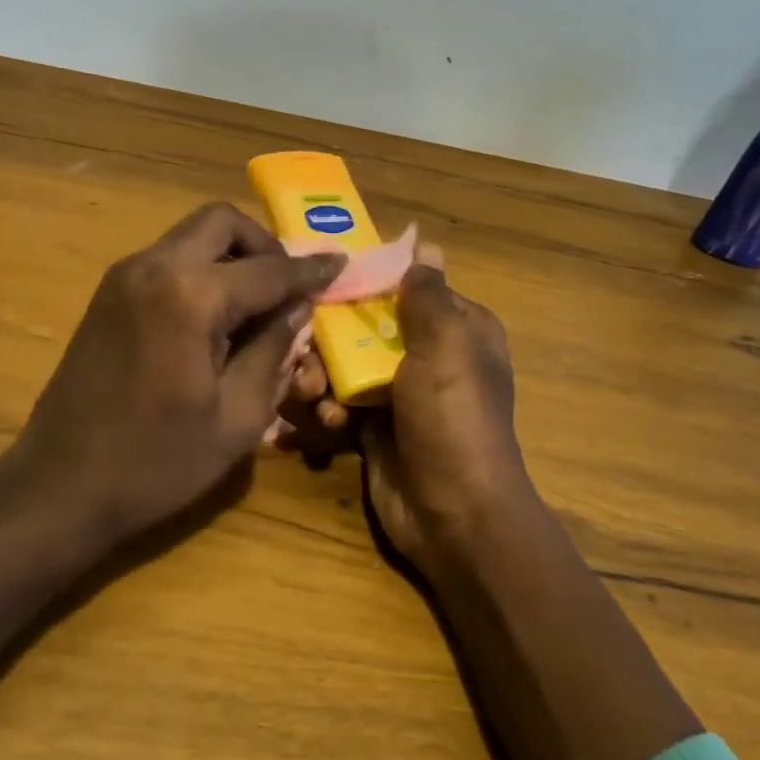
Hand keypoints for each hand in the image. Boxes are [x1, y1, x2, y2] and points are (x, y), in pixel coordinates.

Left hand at [9, 202, 342, 544]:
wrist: (60, 486)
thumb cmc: (157, 462)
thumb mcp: (237, 417)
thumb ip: (273, 350)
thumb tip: (296, 307)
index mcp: (191, 296)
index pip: (268, 270)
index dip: (310, 270)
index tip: (340, 264)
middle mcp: (155, 267)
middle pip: (221, 223)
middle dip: (263, 245)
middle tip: (287, 286)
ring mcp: (124, 276)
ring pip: (191, 236)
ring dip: (230, 255)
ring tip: (255, 303)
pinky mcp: (108, 293)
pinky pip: (168, 259)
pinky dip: (200, 269)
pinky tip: (214, 316)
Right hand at [276, 245, 538, 575]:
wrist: (453, 516)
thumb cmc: (453, 419)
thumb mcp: (447, 345)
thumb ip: (427, 294)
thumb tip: (424, 242)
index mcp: (455, 328)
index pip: (403, 286)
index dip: (362, 281)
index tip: (318, 280)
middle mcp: (427, 354)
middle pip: (363, 324)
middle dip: (328, 338)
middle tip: (304, 354)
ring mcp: (397, 393)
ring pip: (343, 364)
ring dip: (319, 377)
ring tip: (309, 396)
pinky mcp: (372, 427)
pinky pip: (337, 403)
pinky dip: (324, 411)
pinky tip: (322, 426)